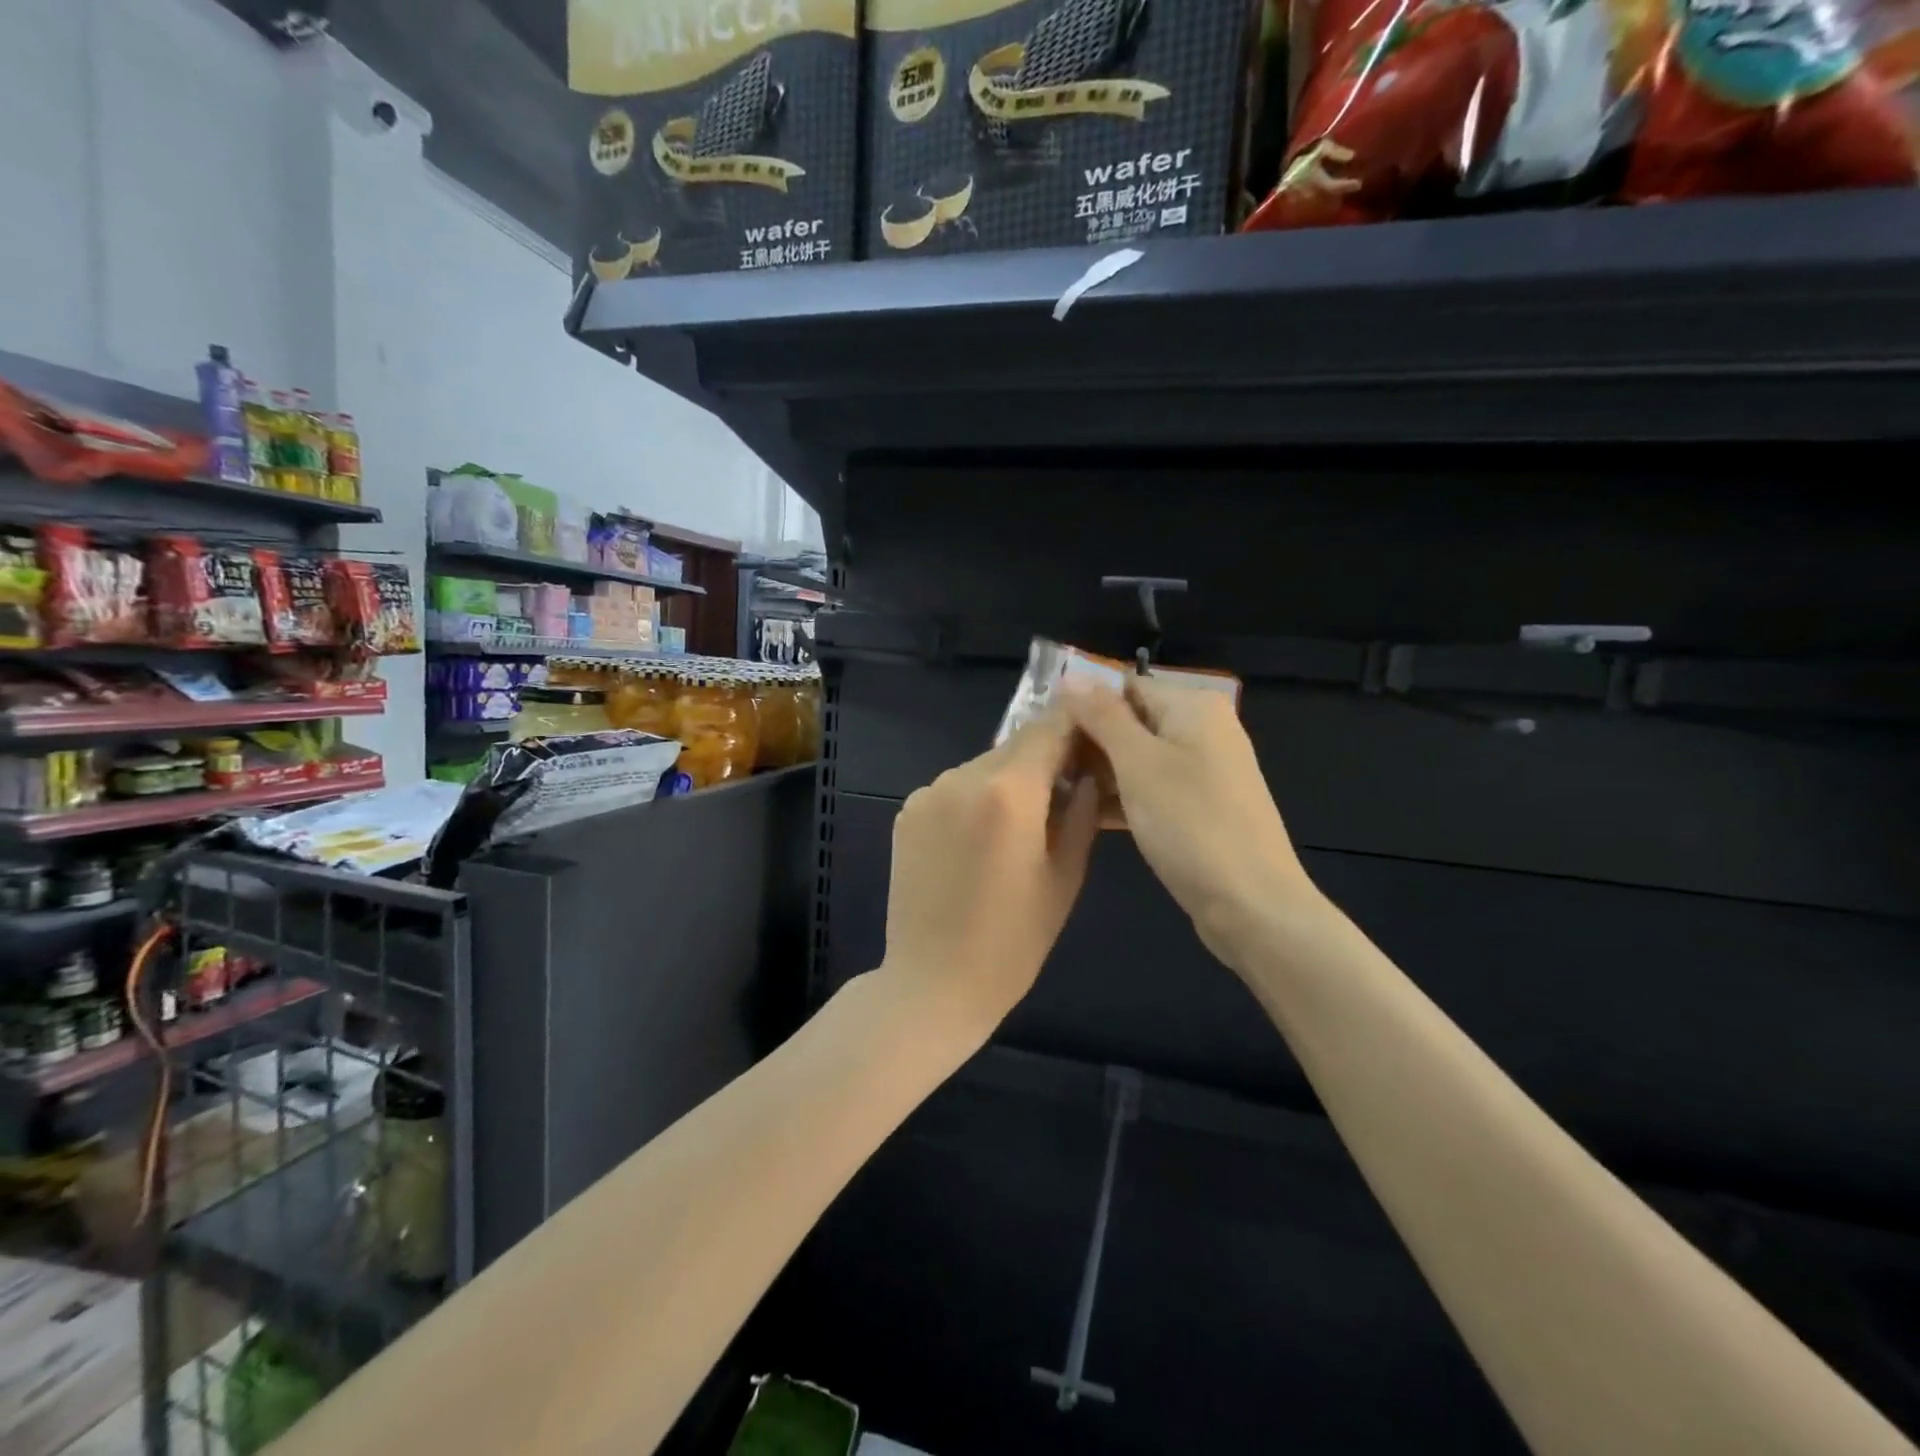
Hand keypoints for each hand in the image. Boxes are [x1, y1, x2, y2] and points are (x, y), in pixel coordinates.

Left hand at [880, 704, 1101, 1042]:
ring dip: (1007, 782)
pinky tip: (979, 842)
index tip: (1094, 743)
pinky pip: (953, 789)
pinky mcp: (907, 810)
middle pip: (1016, 747)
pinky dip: (974, 800)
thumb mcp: (1065, 876)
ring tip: (1019, 829)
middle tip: (1065, 793)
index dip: (1076, 728)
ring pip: (983, 767)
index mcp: (1008, 791)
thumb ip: (1080, 811)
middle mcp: (961, 777)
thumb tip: (1087, 773)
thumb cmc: (1013, 940)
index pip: (1050, 728)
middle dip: (1044, 761)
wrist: (932, 982)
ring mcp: (928, 792)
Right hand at [1061, 678, 1320, 968]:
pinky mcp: (1199, 807)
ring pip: (1137, 759)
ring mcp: (1203, 771)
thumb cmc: (1191, 824)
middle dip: (1088, 741)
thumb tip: (1071, 674)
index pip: (1124, 687)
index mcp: (1193, 706)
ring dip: (1099, 772)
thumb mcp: (1138, 763)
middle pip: (1131, 721)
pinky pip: (1151, 788)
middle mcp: (1202, 729)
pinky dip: (1122, 797)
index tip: (1042, 731)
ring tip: (1053, 790)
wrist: (1251, 905)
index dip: (1081, 704)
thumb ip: (1103, 716)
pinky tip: (1084, 814)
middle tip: (1042, 765)